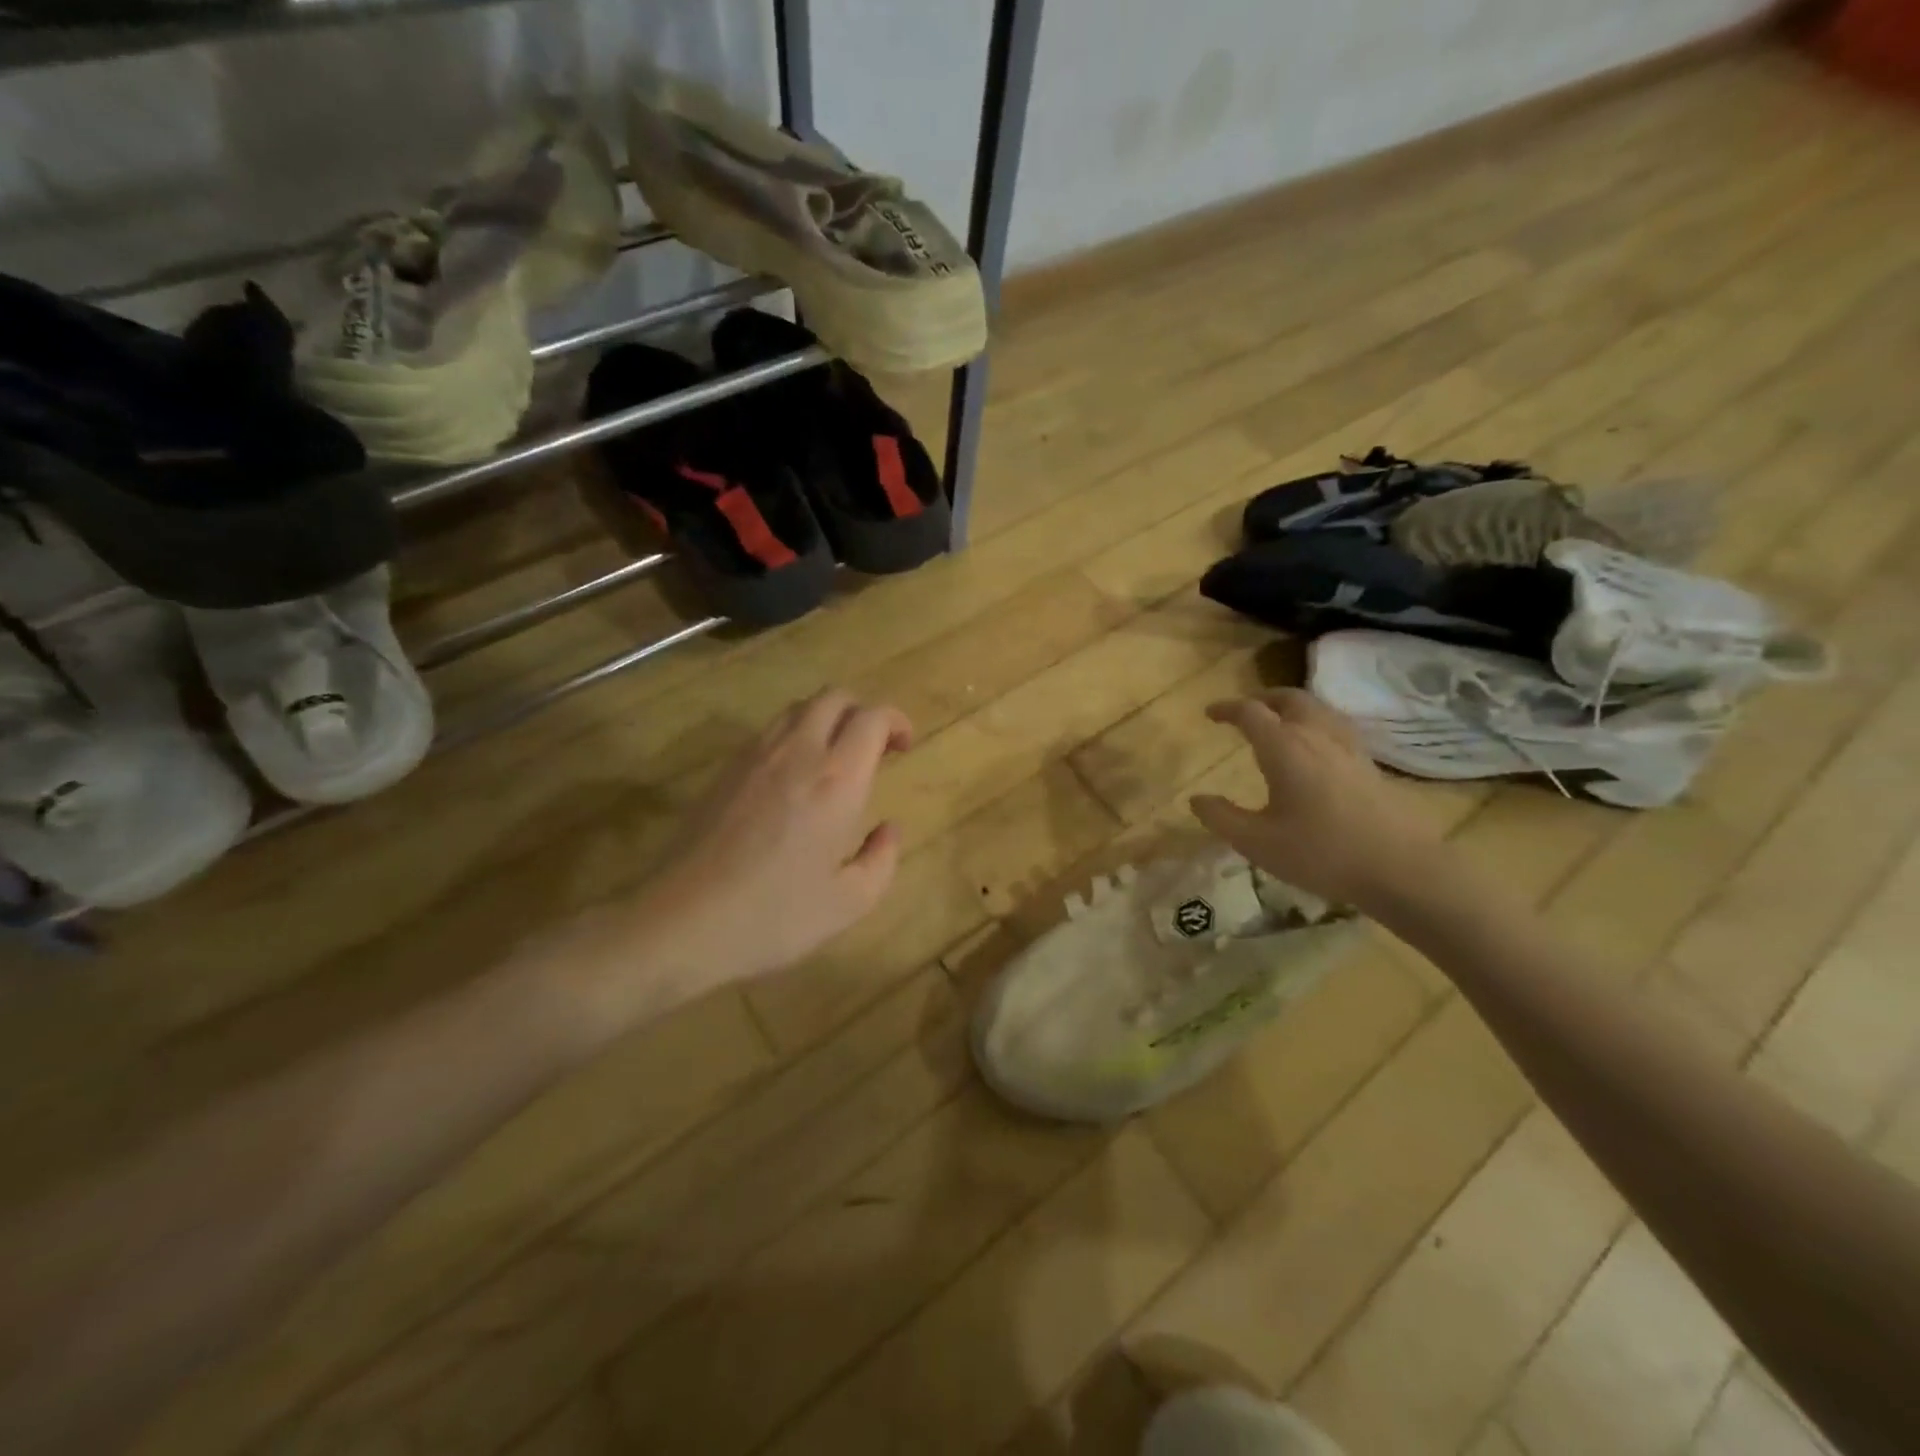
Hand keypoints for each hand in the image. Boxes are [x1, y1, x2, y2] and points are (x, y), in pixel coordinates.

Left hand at [638, 689, 912, 987]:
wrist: (683, 921)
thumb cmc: (774, 916)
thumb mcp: (849, 903)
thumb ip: (882, 859)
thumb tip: (888, 829)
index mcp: (836, 780)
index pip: (872, 718)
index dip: (896, 721)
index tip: (904, 746)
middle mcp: (798, 753)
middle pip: (835, 697)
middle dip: (863, 712)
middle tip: (874, 748)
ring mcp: (755, 756)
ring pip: (799, 707)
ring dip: (828, 719)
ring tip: (836, 758)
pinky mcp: (726, 769)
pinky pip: (770, 730)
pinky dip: (795, 734)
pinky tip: (794, 776)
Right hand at [1190, 689, 1444, 911]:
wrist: (1401, 868)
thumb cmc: (1321, 853)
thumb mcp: (1257, 843)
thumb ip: (1222, 817)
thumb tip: (1196, 798)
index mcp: (1284, 747)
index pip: (1250, 712)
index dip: (1227, 709)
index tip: (1210, 713)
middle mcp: (1316, 736)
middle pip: (1289, 698)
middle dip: (1262, 698)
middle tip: (1245, 710)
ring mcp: (1348, 747)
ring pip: (1317, 708)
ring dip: (1292, 706)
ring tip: (1279, 721)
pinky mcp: (1368, 763)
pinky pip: (1336, 726)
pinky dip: (1316, 722)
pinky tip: (1317, 746)